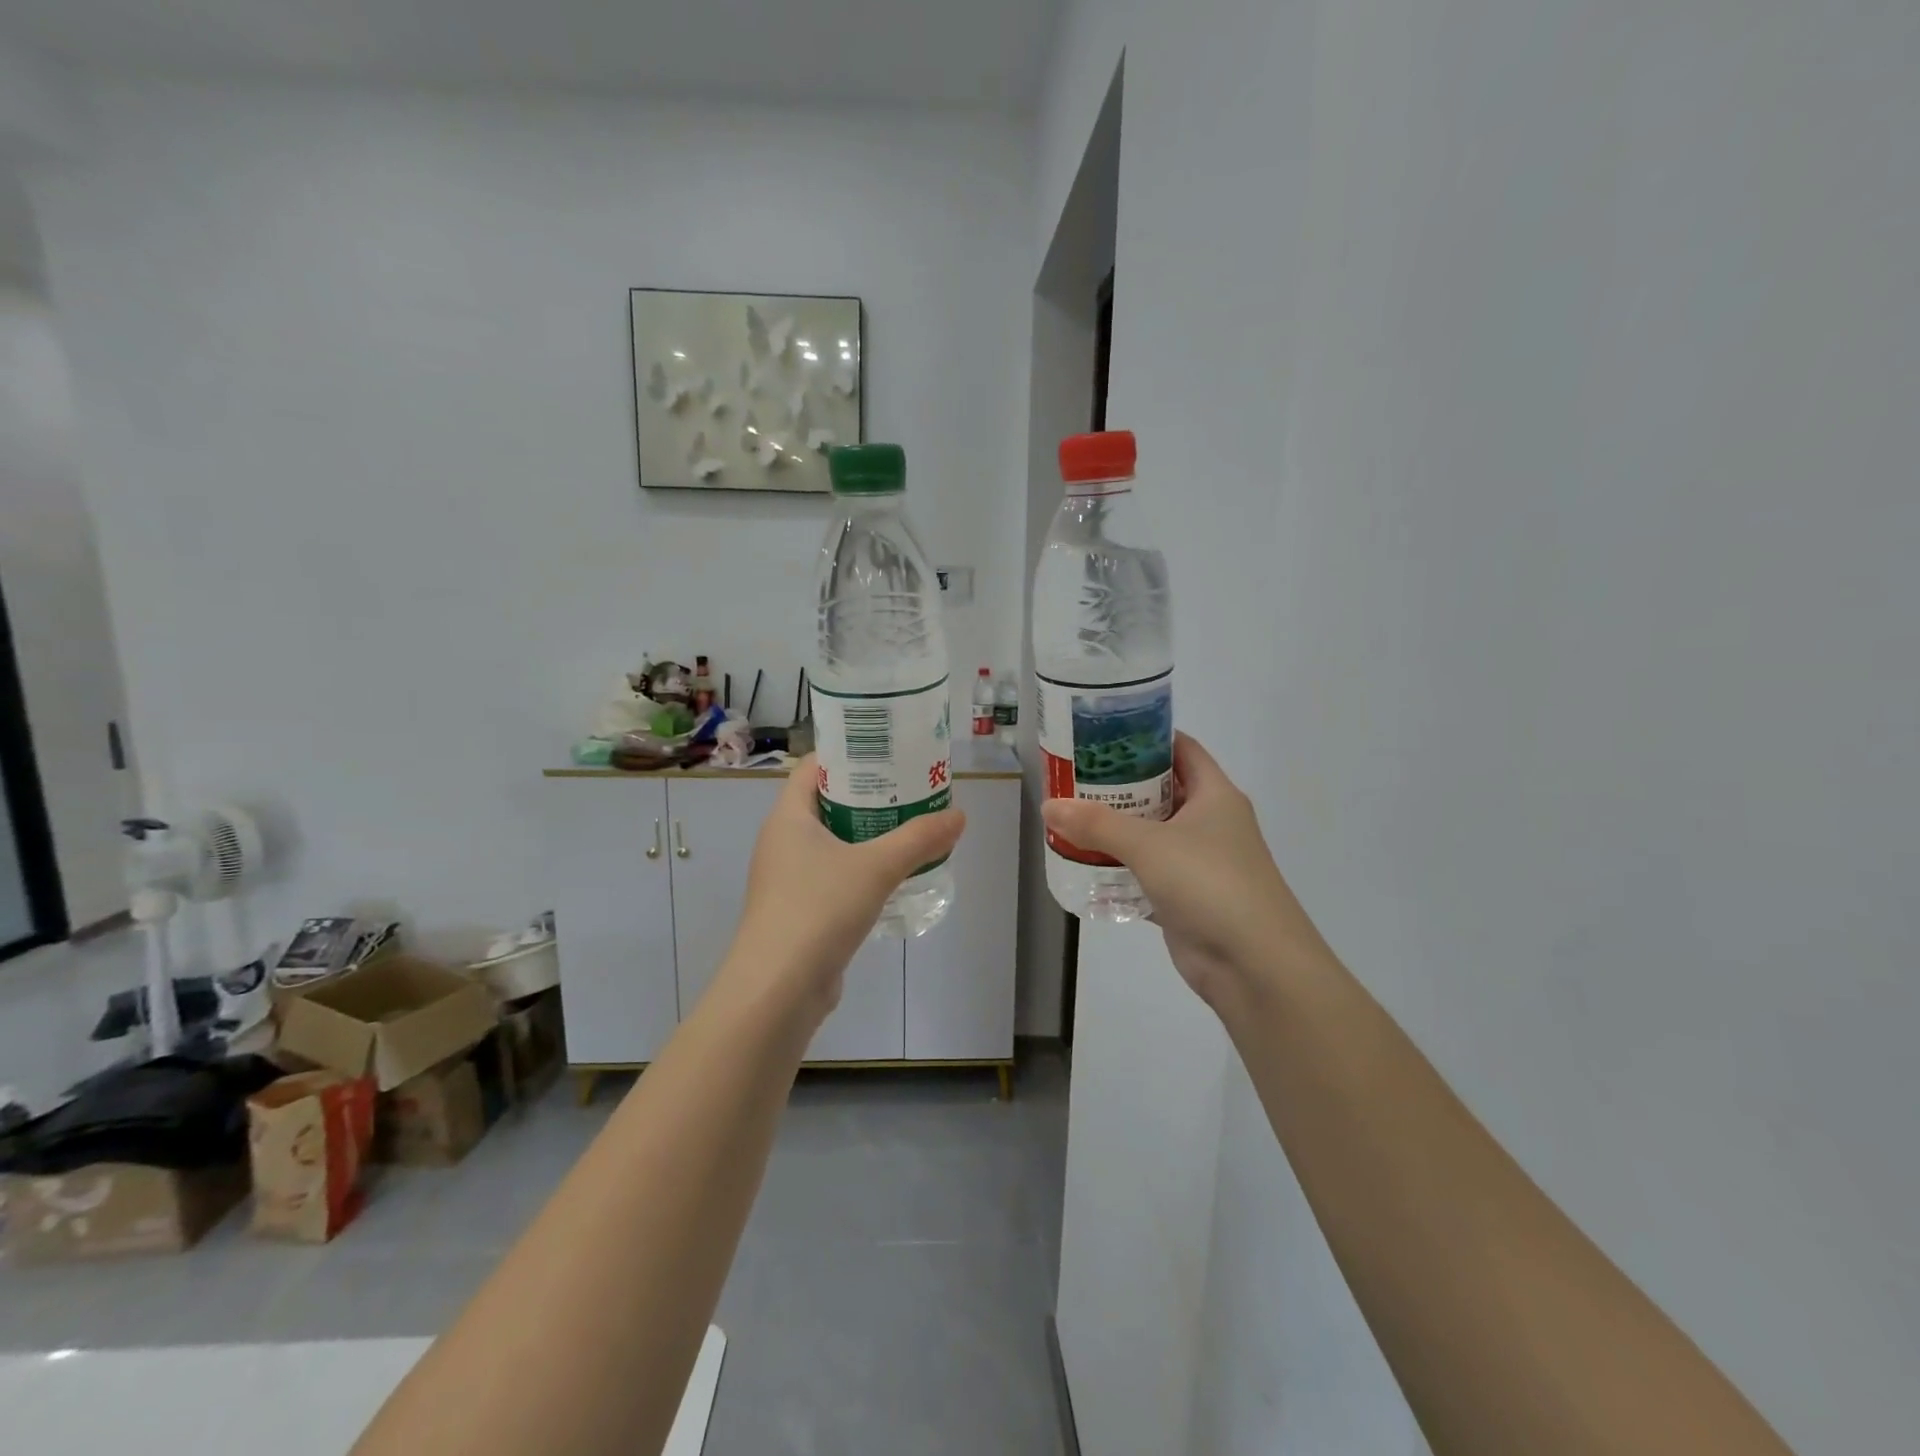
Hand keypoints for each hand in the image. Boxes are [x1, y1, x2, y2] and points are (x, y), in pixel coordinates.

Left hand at [724, 756, 965, 1020]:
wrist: (778, 989)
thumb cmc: (818, 909)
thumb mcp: (876, 867)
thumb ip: (919, 839)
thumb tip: (958, 815)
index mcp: (788, 817)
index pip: (814, 767)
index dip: (848, 753)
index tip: (888, 750)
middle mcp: (782, 841)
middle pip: (826, 802)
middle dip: (868, 794)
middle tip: (910, 788)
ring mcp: (787, 878)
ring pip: (832, 842)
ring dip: (867, 834)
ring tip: (910, 827)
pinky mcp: (799, 910)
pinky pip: (833, 875)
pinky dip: (860, 869)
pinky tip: (893, 876)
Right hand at [1040, 734, 1324, 1008]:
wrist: (1254, 964)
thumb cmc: (1209, 883)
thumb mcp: (1149, 845)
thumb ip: (1097, 824)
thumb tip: (1049, 807)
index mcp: (1215, 795)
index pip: (1181, 748)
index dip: (1146, 736)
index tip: (1103, 734)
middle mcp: (1210, 822)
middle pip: (1161, 790)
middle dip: (1120, 784)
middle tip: (1074, 776)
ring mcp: (1200, 862)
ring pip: (1152, 834)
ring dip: (1116, 829)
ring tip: (1071, 817)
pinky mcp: (1187, 898)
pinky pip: (1147, 874)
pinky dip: (1120, 870)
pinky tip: (1085, 865)